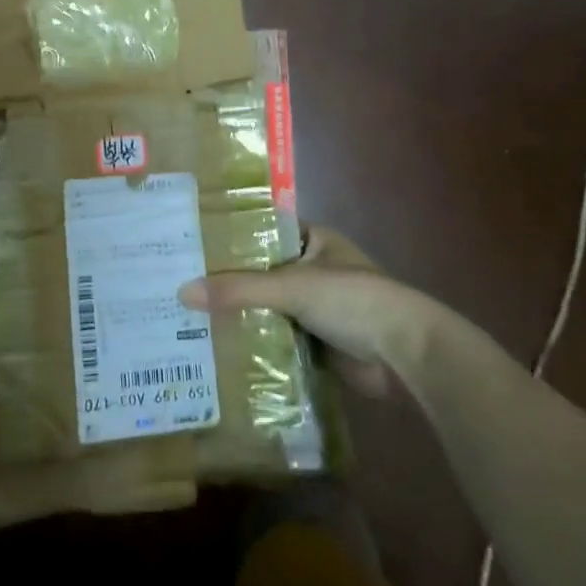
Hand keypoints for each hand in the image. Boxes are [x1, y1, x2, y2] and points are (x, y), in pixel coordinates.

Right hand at [178, 225, 436, 395]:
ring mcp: (317, 307)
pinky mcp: (318, 340)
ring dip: (239, 311)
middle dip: (228, 278)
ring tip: (188, 312)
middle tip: (178, 279)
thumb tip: (183, 291)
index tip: (190, 241)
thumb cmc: (354, 300)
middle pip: (261, 270)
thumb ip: (239, 289)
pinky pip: (277, 335)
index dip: (229, 235)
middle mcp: (314, 269)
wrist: (406, 355)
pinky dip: (255, 339)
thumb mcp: (292, 286)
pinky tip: (218, 344)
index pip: (262, 230)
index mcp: (314, 241)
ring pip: (268, 305)